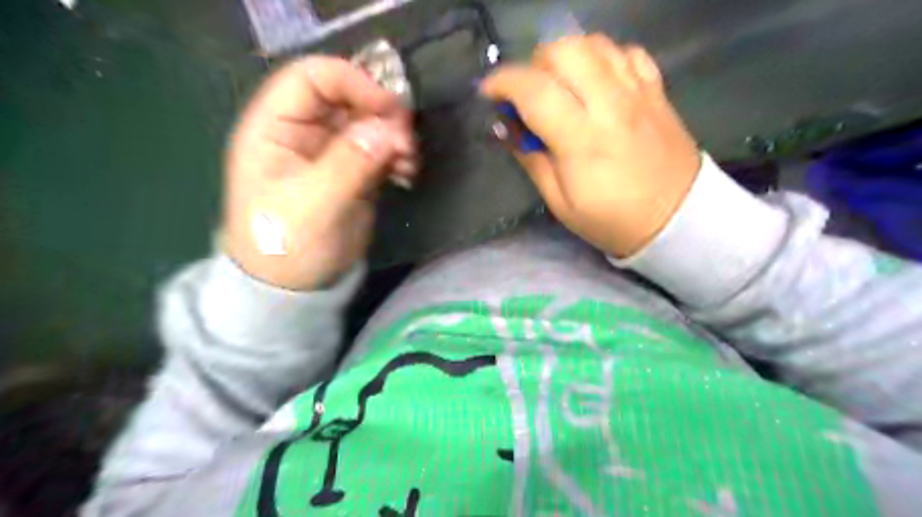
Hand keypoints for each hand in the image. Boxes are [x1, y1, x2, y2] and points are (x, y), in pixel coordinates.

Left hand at [222, 57, 413, 289]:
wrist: (295, 287)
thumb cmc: (286, 246)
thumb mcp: (313, 205)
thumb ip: (348, 164)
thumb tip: (389, 130)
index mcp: (275, 127)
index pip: (313, 78)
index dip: (353, 82)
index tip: (390, 110)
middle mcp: (304, 131)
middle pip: (348, 97)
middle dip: (382, 113)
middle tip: (406, 142)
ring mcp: (331, 151)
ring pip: (370, 123)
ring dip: (396, 136)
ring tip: (410, 162)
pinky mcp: (354, 171)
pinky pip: (382, 149)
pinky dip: (399, 155)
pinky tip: (409, 173)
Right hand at [483, 31, 698, 256]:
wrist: (677, 219)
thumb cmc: (612, 220)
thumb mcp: (560, 203)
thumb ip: (531, 160)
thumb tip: (506, 127)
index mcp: (582, 140)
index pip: (534, 90)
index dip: (502, 83)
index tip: (488, 92)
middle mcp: (611, 105)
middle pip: (564, 51)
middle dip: (534, 65)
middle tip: (529, 93)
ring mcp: (638, 93)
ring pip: (595, 44)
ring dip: (566, 57)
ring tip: (560, 85)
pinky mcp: (656, 90)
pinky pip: (627, 52)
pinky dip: (603, 58)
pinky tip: (596, 81)